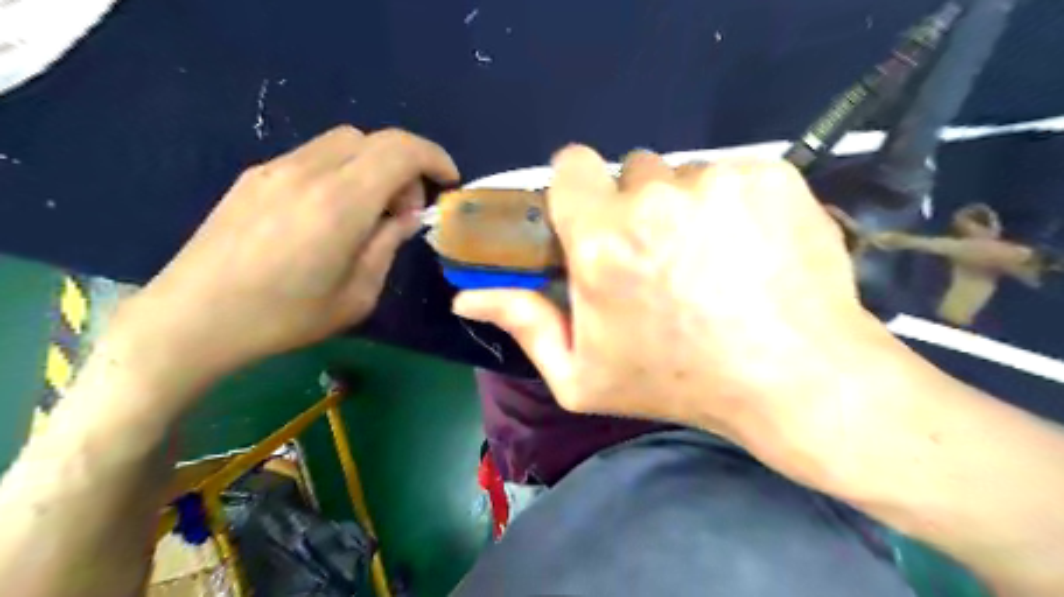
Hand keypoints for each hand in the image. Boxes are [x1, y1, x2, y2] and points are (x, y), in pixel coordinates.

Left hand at [121, 125, 461, 385]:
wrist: (192, 319)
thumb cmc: (284, 318)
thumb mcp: (357, 295)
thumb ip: (388, 246)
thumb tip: (406, 217)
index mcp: (341, 203)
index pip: (401, 150)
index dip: (435, 158)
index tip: (448, 184)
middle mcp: (309, 172)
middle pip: (375, 140)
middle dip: (405, 168)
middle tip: (404, 212)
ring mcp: (276, 169)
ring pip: (344, 143)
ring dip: (372, 167)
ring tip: (368, 214)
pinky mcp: (255, 176)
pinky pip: (315, 156)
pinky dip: (342, 171)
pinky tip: (331, 213)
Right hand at [449, 150, 890, 445]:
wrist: (794, 379)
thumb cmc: (680, 382)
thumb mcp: (583, 375)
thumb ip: (524, 325)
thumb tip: (466, 297)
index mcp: (602, 243)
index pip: (571, 165)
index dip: (581, 189)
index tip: (595, 218)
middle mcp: (654, 200)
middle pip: (632, 170)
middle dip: (637, 204)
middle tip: (662, 254)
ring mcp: (717, 182)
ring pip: (685, 174)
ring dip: (688, 206)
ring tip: (712, 258)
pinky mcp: (769, 176)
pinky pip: (734, 174)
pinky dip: (737, 203)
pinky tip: (751, 249)